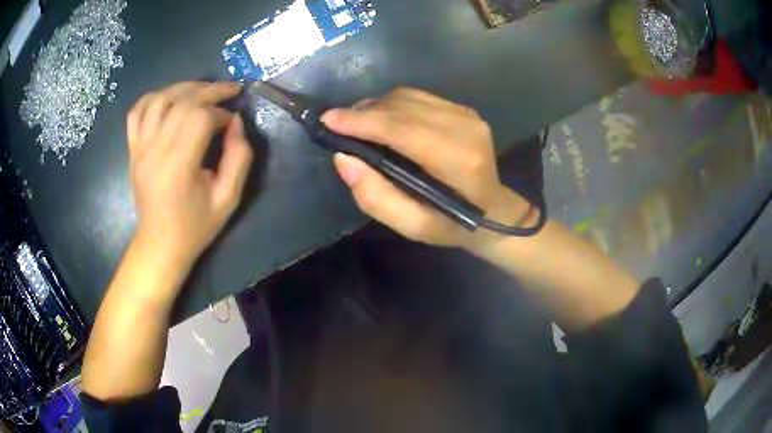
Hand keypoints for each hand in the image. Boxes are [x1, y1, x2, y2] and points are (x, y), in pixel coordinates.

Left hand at [126, 81, 252, 268]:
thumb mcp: (229, 199)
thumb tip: (235, 122)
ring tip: (202, 90)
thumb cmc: (195, 226)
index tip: (232, 122)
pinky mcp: (133, 150)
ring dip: (184, 87)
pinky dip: (152, 98)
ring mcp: (140, 149)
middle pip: (181, 102)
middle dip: (210, 90)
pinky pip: (136, 112)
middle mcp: (155, 151)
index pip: (200, 118)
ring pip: (158, 100)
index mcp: (178, 166)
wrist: (159, 244)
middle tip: (229, 90)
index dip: (221, 112)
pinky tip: (168, 98)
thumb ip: (239, 157)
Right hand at [322, 88, 534, 252]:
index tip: (328, 120)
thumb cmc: (453, 224)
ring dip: (376, 106)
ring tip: (357, 123)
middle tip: (337, 124)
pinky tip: (382, 119)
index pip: (401, 129)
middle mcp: (465, 128)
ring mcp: (467, 115)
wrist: (495, 210)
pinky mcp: (465, 109)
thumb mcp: (413, 226)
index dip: (362, 122)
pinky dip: (393, 104)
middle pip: (402, 107)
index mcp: (457, 161)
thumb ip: (376, 197)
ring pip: (408, 96)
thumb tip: (343, 158)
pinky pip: (418, 96)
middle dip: (363, 112)